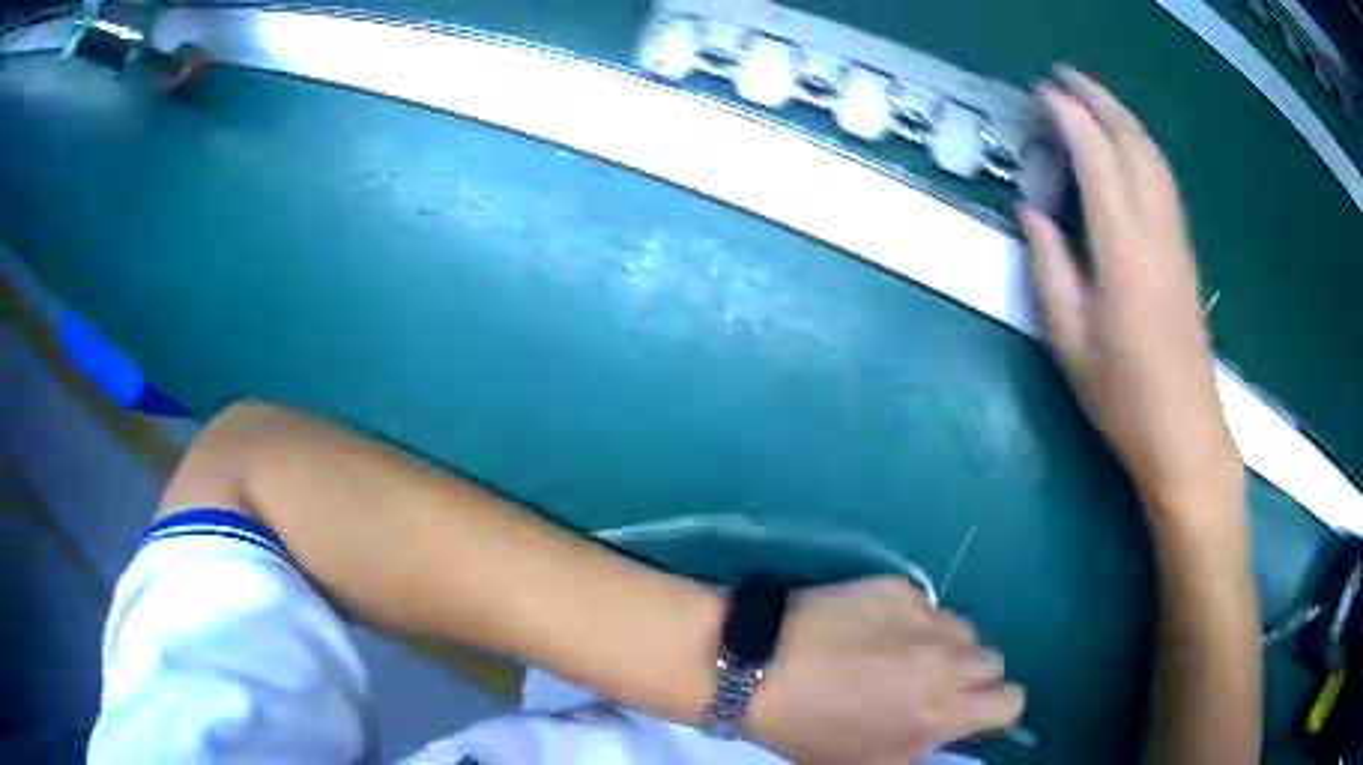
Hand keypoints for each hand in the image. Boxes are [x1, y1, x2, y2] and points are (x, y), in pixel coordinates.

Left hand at [746, 577, 1023, 764]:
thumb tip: (949, 739)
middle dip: (971, 677)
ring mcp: (926, 617)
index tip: (971, 713)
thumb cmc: (810, 730)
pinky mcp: (900, 587)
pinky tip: (873, 630)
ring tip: (901, 656)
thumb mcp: (870, 763)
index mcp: (943, 711)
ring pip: (964, 629)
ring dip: (945, 645)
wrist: (757, 668)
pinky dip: (913, 620)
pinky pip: (927, 605)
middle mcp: (949, 660)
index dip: (995, 710)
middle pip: (993, 660)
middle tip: (932, 685)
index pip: (1011, 700)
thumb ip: (924, 753)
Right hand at [1018, 68, 1242, 515]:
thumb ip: (1049, 266)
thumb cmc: (1123, 396)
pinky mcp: (1185, 252)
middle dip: (1098, 99)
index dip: (1069, 116)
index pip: (1096, 156)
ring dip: (1123, 117)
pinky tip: (1129, 145)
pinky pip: (1164, 179)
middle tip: (1065, 76)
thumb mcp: (1069, 338)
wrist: (1185, 434)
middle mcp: (1155, 229)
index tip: (1041, 93)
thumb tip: (1032, 209)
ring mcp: (1176, 238)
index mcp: (1122, 247)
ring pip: (1153, 156)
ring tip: (1093, 97)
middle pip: (1132, 142)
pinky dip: (1142, 146)